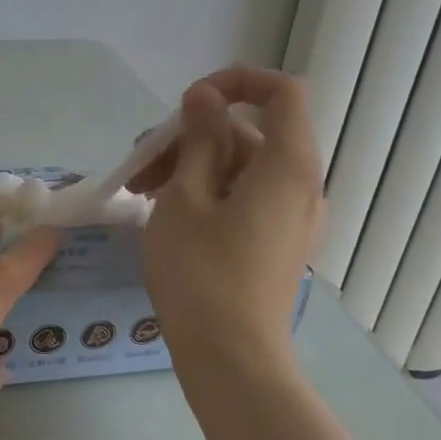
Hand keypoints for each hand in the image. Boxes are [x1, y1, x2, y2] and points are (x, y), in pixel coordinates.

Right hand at [130, 67, 323, 359]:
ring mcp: (292, 218)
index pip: (281, 92)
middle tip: (139, 163)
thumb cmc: (201, 271)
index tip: (188, 104)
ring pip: (242, 169)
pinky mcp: (277, 243)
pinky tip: (167, 213)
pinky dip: (209, 193)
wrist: (230, 357)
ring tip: (140, 191)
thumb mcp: (186, 196)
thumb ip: (199, 139)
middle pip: (251, 133)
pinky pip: (246, 198)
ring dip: (192, 167)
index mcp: (288, 164)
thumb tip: (205, 97)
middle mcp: (301, 185)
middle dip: (192, 137)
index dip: (236, 82)